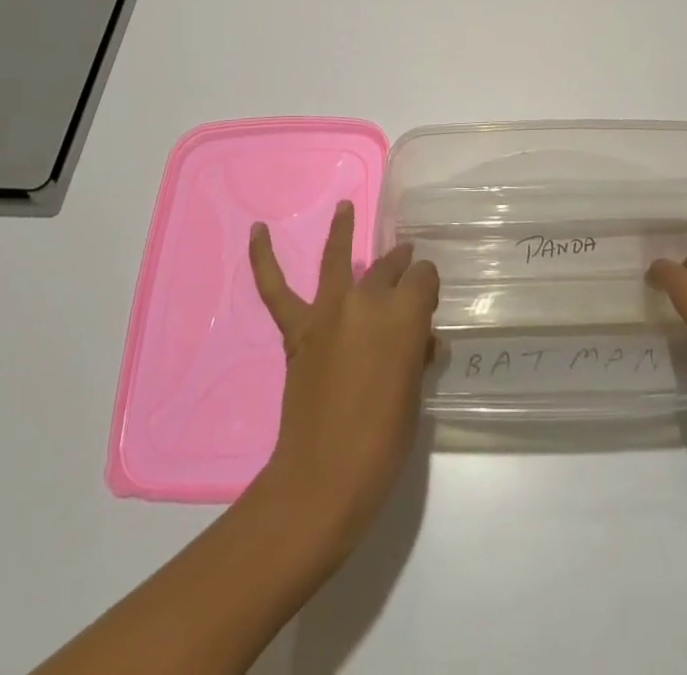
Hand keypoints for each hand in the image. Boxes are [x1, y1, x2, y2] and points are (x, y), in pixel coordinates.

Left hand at [249, 202, 438, 549]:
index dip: (428, 289)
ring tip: (344, 208)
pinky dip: (263, 260)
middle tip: (407, 272)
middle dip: (400, 268)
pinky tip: (257, 232)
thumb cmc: (384, 441)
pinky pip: (276, 290)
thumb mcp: (415, 393)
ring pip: (337, 259)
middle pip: (387, 270)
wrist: (325, 478)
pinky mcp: (298, 331)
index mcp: (405, 314)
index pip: (423, 278)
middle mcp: (367, 300)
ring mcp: (329, 312)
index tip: (429, 304)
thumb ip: (417, 354)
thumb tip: (420, 341)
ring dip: (342, 231)